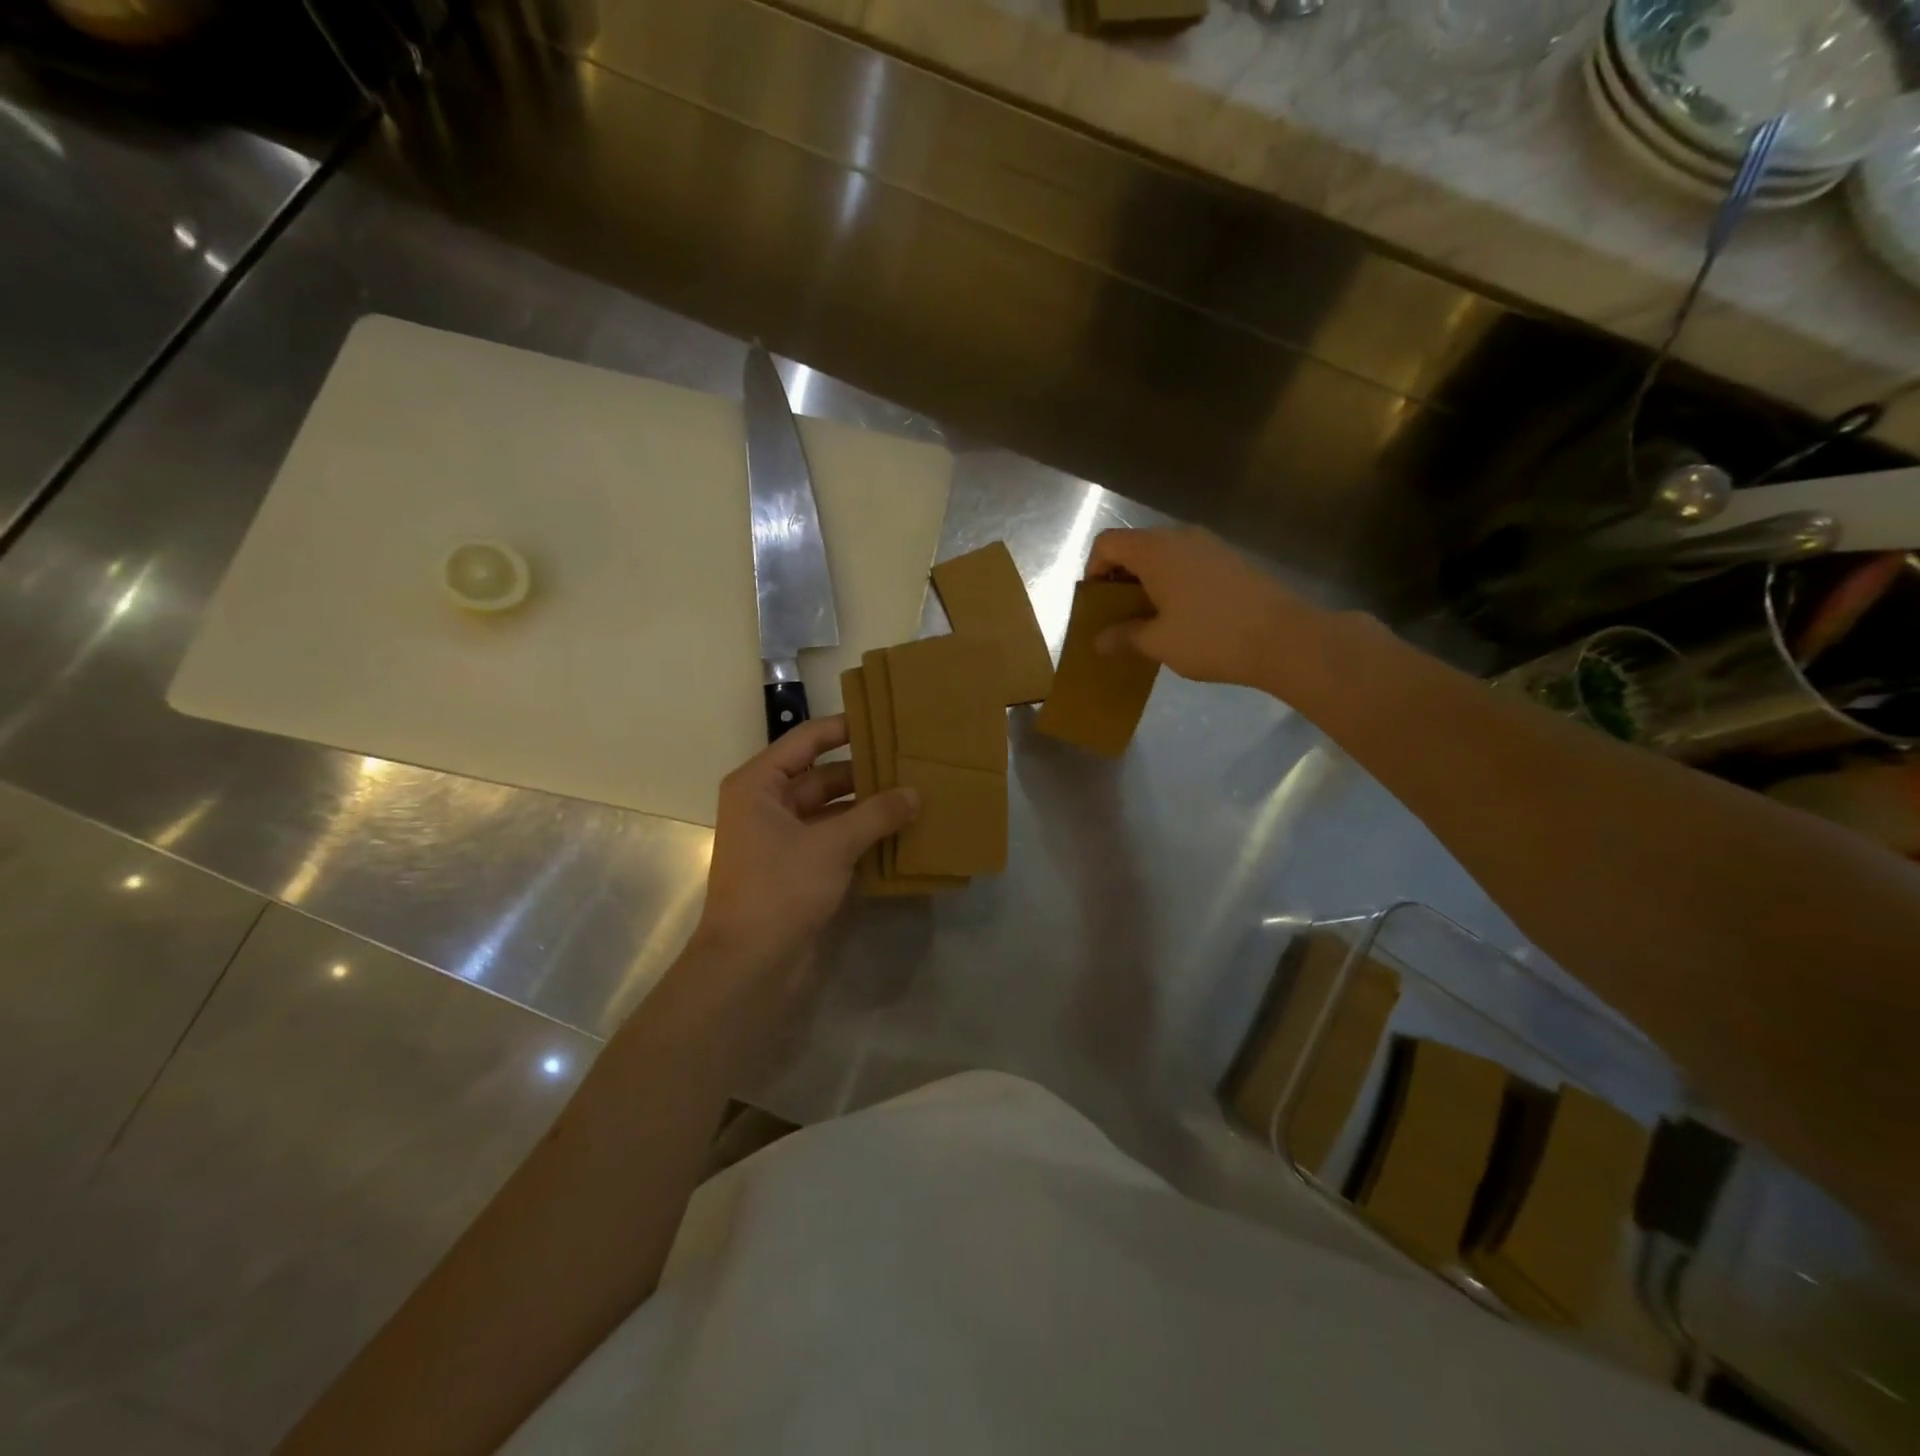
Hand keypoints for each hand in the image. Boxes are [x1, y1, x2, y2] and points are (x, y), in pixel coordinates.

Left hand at [691, 716, 917, 986]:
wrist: (750, 965)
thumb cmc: (780, 889)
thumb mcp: (832, 845)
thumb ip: (876, 814)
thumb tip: (915, 793)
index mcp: (759, 785)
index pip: (806, 740)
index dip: (843, 727)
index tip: (884, 719)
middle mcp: (767, 805)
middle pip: (822, 775)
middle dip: (865, 772)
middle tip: (911, 761)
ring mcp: (782, 839)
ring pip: (832, 810)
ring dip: (867, 806)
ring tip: (914, 794)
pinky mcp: (797, 868)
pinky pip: (834, 839)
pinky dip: (862, 835)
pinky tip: (900, 832)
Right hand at [1085, 527, 1322, 690]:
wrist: (1284, 638)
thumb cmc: (1210, 637)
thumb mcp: (1158, 642)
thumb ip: (1124, 636)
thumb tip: (1098, 641)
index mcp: (1155, 550)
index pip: (1107, 543)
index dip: (1093, 570)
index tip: (1097, 604)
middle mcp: (1180, 537)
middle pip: (1134, 546)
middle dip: (1119, 579)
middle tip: (1118, 616)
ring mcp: (1209, 545)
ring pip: (1163, 555)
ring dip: (1147, 582)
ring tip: (1149, 619)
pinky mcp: (1230, 560)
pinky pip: (1187, 563)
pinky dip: (1172, 583)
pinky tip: (1181, 617)